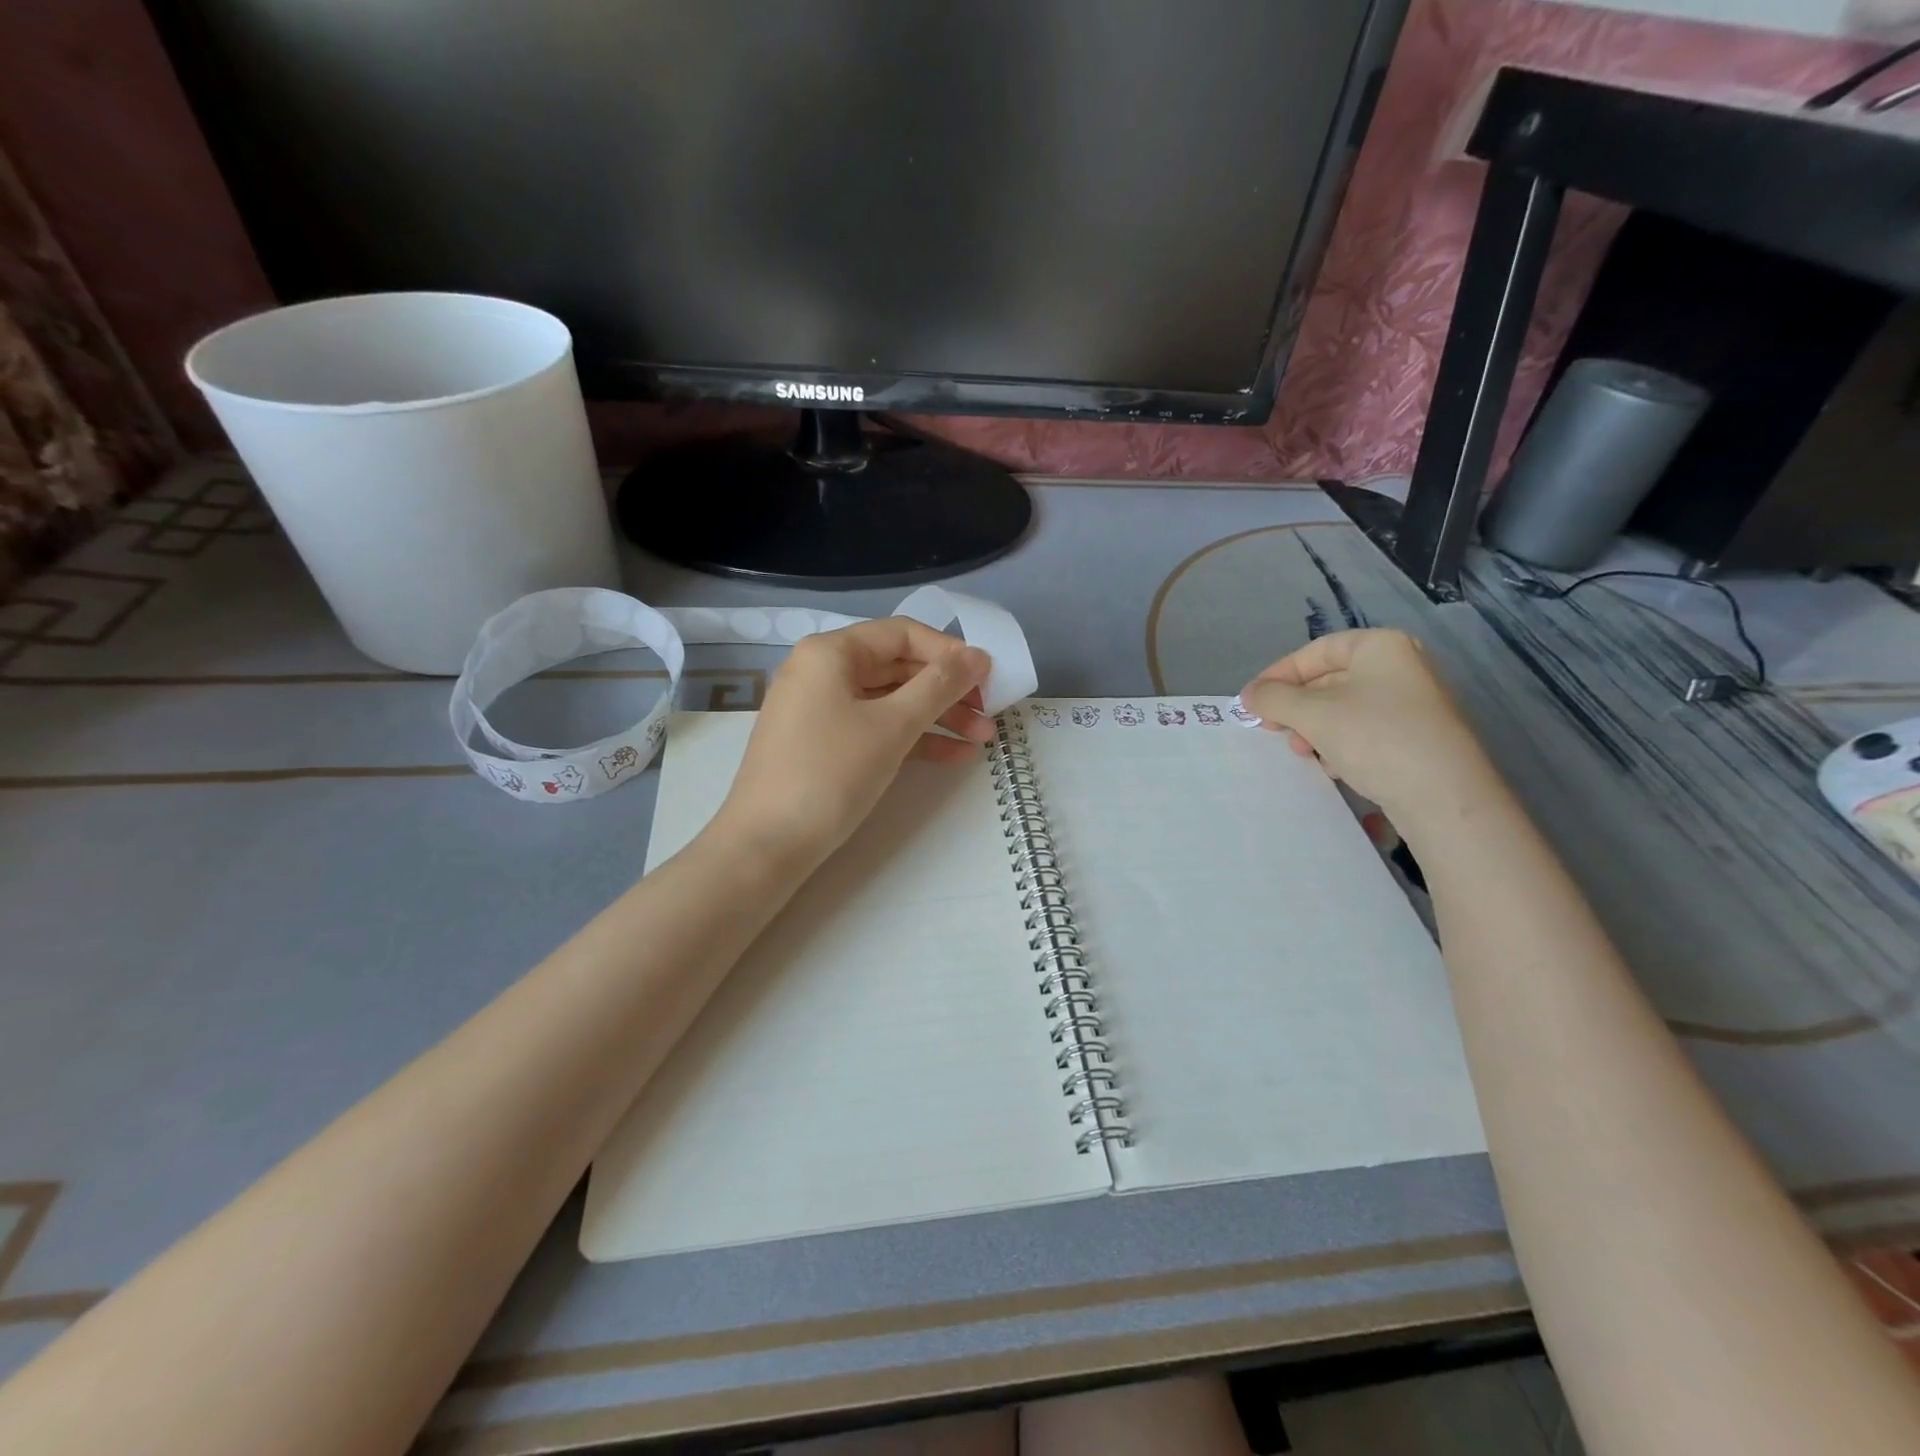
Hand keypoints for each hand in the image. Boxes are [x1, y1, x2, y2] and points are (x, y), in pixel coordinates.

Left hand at [712, 617, 995, 865]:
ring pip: (890, 702)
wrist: (766, 846)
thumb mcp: (891, 726)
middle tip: (990, 714)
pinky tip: (954, 756)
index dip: (949, 652)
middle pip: (898, 667)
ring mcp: (821, 710)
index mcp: (831, 653)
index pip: (902, 634)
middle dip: (948, 691)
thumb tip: (978, 656)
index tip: (988, 678)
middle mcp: (822, 672)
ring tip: (983, 740)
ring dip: (938, 718)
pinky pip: (876, 729)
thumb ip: (939, 686)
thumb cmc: (830, 774)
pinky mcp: (824, 745)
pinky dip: (912, 739)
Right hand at [1238, 628, 1497, 832]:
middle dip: (1296, 708)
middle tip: (1274, 732)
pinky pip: (1365, 730)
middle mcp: (1402, 667)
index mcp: (1381, 647)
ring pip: (1344, 709)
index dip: (1278, 674)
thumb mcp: (1313, 714)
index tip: (1253, 703)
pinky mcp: (1417, 736)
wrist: (1444, 796)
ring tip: (1305, 754)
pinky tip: (1334, 767)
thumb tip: (1249, 695)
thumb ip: (1273, 698)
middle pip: (1329, 680)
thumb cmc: (1376, 738)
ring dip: (1314, 730)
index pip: (1315, 651)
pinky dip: (1340, 744)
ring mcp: (1413, 703)